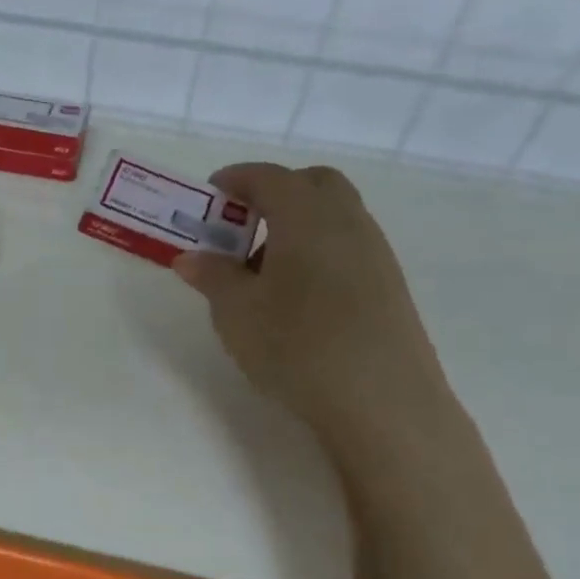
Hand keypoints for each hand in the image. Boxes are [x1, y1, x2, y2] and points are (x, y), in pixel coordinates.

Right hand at [173, 163, 450, 446]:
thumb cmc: (296, 345)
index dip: (236, 179)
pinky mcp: (388, 285)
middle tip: (242, 226)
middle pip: (312, 184)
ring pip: (334, 216)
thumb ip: (212, 277)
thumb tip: (191, 258)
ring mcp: (374, 253)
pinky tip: (298, 296)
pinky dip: (318, 250)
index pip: (268, 177)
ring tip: (262, 270)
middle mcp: (346, 221)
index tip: (210, 195)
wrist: (381, 400)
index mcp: (305, 216)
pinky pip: (347, 246)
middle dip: (274, 193)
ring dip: (297, 225)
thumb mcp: (236, 312)